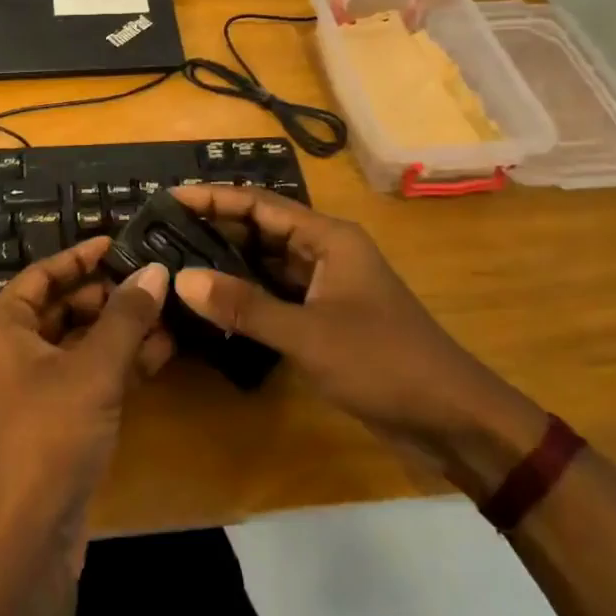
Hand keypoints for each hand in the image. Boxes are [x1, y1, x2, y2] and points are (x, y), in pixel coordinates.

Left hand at [0, 236, 173, 574]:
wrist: (23, 541)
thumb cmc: (48, 436)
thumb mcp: (94, 370)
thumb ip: (126, 316)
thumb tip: (156, 270)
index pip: (42, 274)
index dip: (82, 257)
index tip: (121, 242)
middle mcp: (5, 350)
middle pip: (61, 306)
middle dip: (109, 295)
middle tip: (154, 279)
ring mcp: (25, 387)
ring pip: (76, 343)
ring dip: (119, 330)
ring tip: (168, 313)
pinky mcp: (47, 418)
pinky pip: (82, 375)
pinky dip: (115, 364)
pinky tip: (159, 353)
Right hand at [170, 186, 545, 489]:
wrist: (453, 419)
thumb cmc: (384, 362)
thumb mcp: (308, 334)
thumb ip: (244, 306)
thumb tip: (181, 279)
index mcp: (329, 238)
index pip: (260, 205)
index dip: (214, 198)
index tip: (168, 197)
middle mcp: (326, 252)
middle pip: (261, 229)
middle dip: (216, 227)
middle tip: (163, 230)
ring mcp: (327, 285)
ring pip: (267, 262)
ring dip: (228, 261)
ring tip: (177, 259)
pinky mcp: (326, 316)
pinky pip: (277, 293)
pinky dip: (246, 293)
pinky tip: (213, 301)